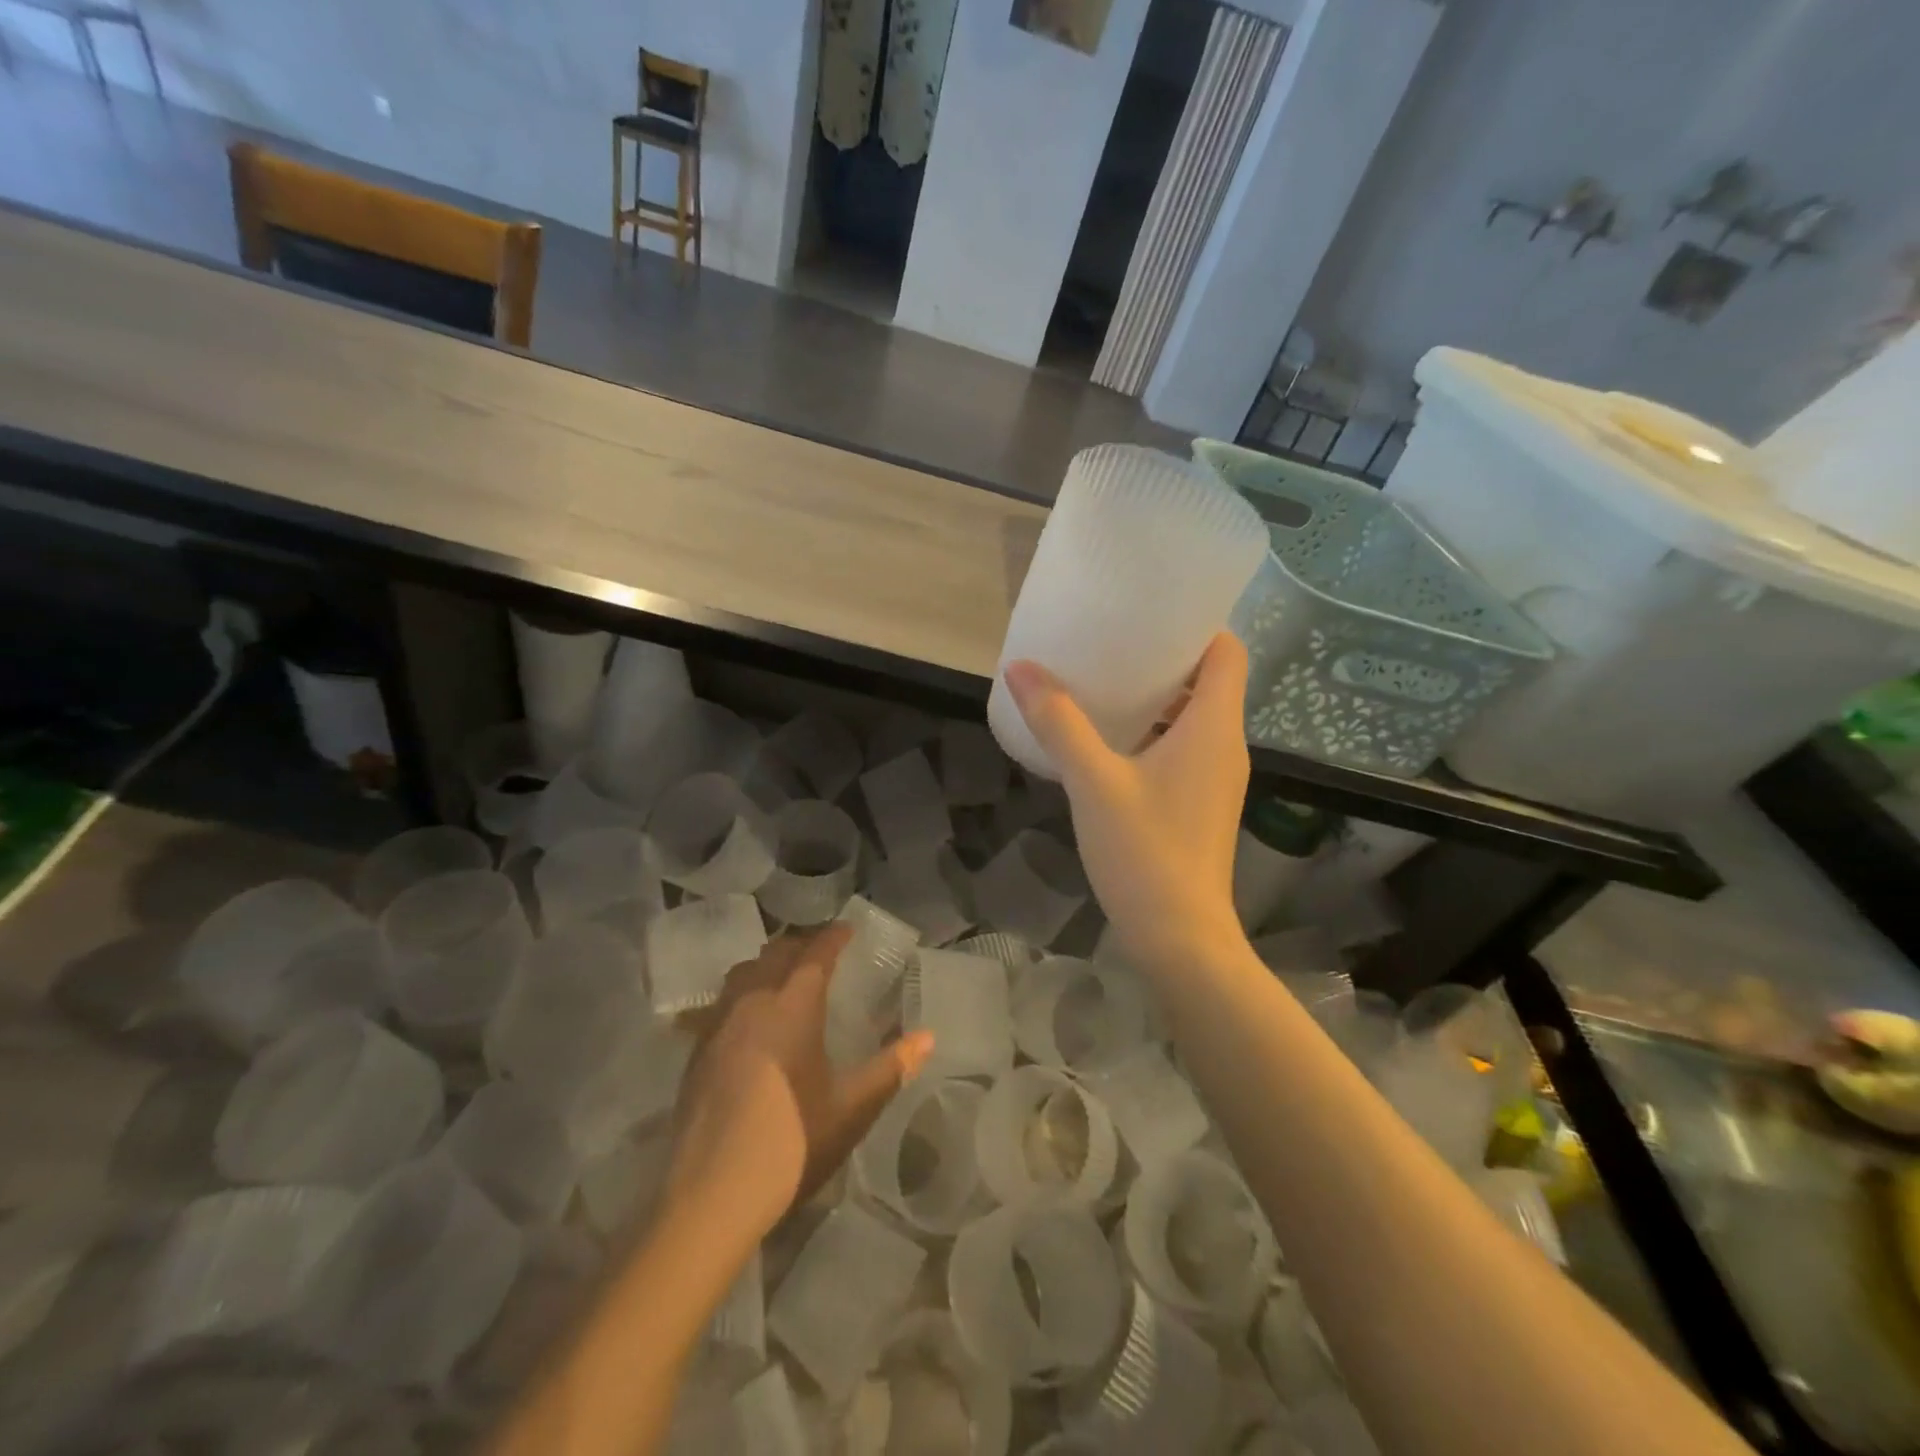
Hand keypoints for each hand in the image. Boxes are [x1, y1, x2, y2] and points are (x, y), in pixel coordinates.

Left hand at [667, 924, 933, 1242]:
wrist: (712, 1194)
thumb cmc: (792, 1142)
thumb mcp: (852, 1107)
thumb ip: (891, 1067)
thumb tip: (928, 1037)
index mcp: (793, 1005)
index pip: (816, 954)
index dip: (833, 937)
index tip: (848, 930)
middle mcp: (753, 1001)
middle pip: (776, 953)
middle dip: (801, 945)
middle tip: (822, 953)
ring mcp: (718, 1025)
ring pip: (743, 972)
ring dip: (768, 964)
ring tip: (785, 977)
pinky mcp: (696, 1051)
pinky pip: (722, 1001)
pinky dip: (742, 993)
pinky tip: (749, 1019)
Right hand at [1004, 631, 1249, 970]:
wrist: (1180, 938)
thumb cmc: (1145, 852)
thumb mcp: (1094, 781)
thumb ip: (1059, 722)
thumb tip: (1021, 668)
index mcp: (1214, 727)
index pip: (1227, 651)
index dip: (1198, 624)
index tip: (1151, 610)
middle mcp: (1225, 745)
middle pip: (1209, 679)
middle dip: (1166, 656)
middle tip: (1113, 640)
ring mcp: (1216, 778)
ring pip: (1194, 716)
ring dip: (1158, 697)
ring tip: (1105, 682)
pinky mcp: (1201, 803)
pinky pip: (1184, 747)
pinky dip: (1155, 731)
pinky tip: (1109, 740)